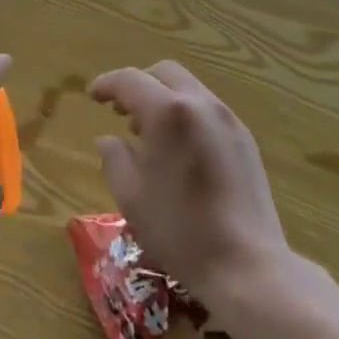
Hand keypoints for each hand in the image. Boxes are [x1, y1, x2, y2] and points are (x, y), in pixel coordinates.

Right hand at [90, 61, 288, 303]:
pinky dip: (186, 114)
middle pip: (164, 73)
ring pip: (189, 88)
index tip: (92, 96)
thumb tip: (108, 139)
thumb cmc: (180, 230)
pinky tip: (179, 148)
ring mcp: (228, 120)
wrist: (246, 265)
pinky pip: (208, 110)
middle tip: (120, 111)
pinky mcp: (245, 139)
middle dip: (138, 85)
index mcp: (168, 113)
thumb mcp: (131, 197)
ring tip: (148, 133)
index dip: (106, 84)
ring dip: (163, 98)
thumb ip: (114, 158)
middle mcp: (201, 104)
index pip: (130, 80)